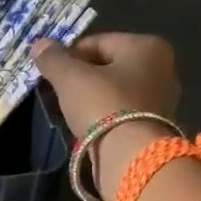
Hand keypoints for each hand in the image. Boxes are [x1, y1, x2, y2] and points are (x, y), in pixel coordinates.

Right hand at [32, 32, 182, 198]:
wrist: (131, 157)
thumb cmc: (103, 106)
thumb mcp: (70, 79)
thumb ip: (54, 59)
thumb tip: (38, 45)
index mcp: (147, 46)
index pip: (98, 42)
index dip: (69, 56)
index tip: (51, 74)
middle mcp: (162, 68)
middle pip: (109, 67)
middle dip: (82, 78)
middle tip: (59, 94)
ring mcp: (162, 100)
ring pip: (116, 92)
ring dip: (93, 100)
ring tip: (71, 113)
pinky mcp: (156, 128)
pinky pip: (123, 114)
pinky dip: (105, 118)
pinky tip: (88, 128)